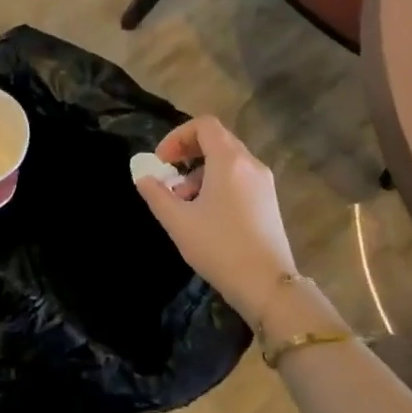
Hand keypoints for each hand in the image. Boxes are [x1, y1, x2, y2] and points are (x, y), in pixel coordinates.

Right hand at [134, 116, 297, 324]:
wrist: (269, 287)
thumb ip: (156, 194)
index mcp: (229, 161)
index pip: (203, 125)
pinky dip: (219, 181)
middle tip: (169, 174)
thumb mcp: (179, 222)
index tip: (162, 161)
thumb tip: (143, 176)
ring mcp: (264, 182)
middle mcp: (250, 164)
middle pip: (217, 139)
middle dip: (188, 151)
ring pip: (228, 159)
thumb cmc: (220, 248)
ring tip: (184, 199)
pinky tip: (206, 212)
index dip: (177, 136)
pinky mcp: (269, 200)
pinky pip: (240, 176)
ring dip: (201, 169)